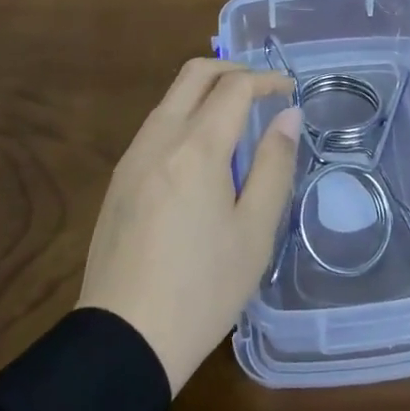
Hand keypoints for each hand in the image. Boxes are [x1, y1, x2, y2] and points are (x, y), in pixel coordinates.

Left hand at [78, 59, 301, 395]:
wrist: (123, 340)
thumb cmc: (203, 289)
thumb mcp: (254, 231)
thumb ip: (274, 164)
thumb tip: (288, 115)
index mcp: (196, 147)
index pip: (234, 87)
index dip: (266, 80)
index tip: (289, 89)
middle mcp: (159, 138)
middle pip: (195, 74)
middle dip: (233, 69)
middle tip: (263, 89)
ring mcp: (133, 156)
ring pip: (171, 97)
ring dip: (206, 91)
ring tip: (237, 118)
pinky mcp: (119, 179)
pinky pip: (156, 124)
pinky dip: (186, 115)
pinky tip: (203, 151)